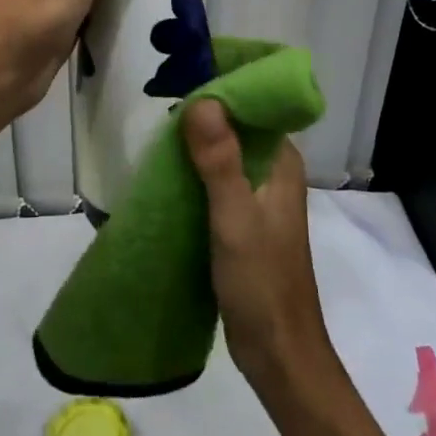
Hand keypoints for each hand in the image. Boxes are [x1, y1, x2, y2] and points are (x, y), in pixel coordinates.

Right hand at [184, 101, 338, 399]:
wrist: (277, 355)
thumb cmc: (261, 283)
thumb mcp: (235, 218)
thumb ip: (220, 160)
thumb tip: (202, 100)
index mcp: (281, 161)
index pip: (252, 106)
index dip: (219, 89)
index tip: (180, 80)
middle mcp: (273, 171)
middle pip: (235, 127)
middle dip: (201, 116)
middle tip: (158, 107)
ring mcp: (257, 196)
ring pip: (223, 154)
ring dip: (194, 145)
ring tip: (155, 136)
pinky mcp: (242, 219)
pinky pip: (215, 181)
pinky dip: (193, 173)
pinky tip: (164, 173)